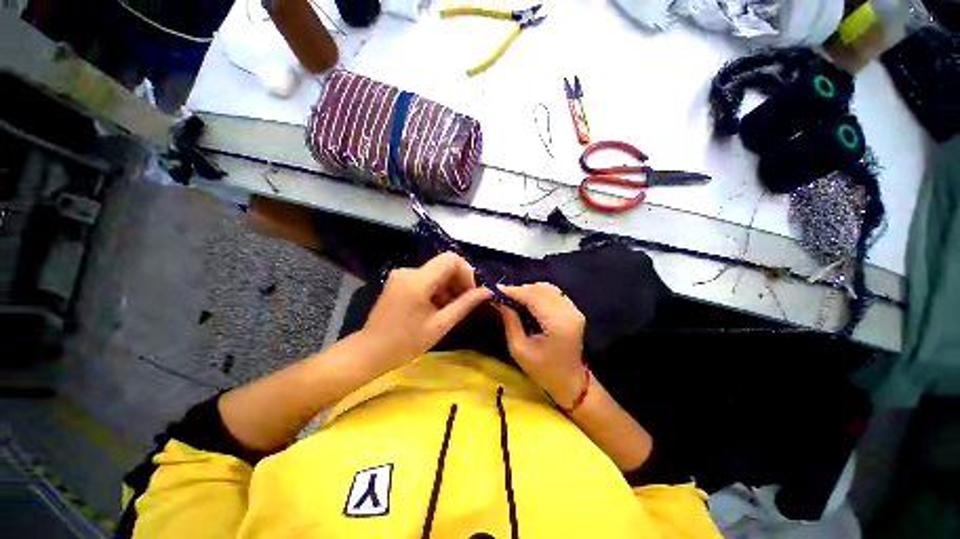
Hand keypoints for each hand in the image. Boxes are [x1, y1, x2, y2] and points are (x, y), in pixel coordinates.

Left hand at [361, 252, 491, 369]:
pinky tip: (436, 306)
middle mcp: (408, 271)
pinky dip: (436, 288)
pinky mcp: (399, 281)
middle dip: (458, 280)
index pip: (451, 259)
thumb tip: (487, 291)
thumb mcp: (440, 325)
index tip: (470, 292)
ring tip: (449, 308)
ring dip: (447, 286)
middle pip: (443, 264)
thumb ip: (464, 304)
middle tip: (464, 302)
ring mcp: (401, 275)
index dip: (466, 272)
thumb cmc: (406, 343)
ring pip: (435, 272)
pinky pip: (425, 277)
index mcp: (418, 281)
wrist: (370, 351)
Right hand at [497, 283, 586, 406]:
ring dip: (529, 289)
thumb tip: (499, 301)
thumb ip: (510, 321)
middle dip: (520, 289)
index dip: (513, 291)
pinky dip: (539, 293)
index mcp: (556, 324)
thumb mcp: (519, 349)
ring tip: (514, 297)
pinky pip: (554, 293)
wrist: (570, 382)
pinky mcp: (574, 310)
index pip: (533, 297)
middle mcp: (568, 312)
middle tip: (503, 295)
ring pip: (548, 288)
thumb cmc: (542, 370)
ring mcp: (574, 310)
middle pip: (541, 289)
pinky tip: (528, 300)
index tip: (495, 290)